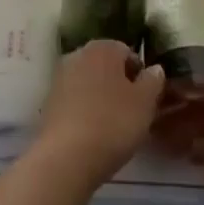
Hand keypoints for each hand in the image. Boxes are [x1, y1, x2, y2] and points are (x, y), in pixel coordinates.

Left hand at [33, 39, 163, 190]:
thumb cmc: (113, 123)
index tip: (147, 98)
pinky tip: (94, 132)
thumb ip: (153, 81)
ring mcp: (59, 77)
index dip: (140, 74)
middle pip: (105, 66)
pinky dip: (85, 110)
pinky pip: (75, 100)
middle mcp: (77, 54)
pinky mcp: (49, 102)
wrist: (67, 156)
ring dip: (101, 97)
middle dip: (119, 84)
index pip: (127, 52)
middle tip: (133, 112)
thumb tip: (154, 69)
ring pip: (89, 83)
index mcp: (102, 48)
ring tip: (114, 125)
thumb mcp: (145, 103)